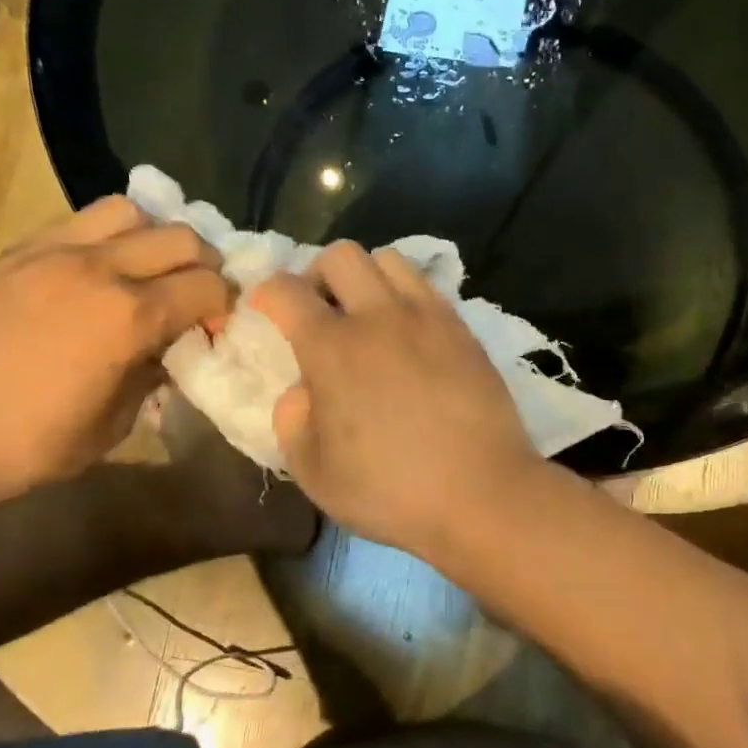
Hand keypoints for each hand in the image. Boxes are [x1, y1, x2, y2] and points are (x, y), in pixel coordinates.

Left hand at [0, 198, 229, 507]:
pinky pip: (78, 223)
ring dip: (154, 237)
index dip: (225, 307)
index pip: (208, 287)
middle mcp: (99, 270)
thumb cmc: (26, 445)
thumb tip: (169, 350)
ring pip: (129, 211)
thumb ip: (152, 376)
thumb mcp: (113, 425)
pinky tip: (98, 271)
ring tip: (147, 270)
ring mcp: (53, 253)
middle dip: (204, 264)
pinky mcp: (16, 253)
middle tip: (196, 295)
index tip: (216, 329)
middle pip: (181, 236)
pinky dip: (107, 237)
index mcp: (130, 317)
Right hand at [250, 242, 546, 556]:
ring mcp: (428, 317)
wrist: (482, 493)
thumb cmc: (390, 490)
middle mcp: (379, 316)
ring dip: (366, 278)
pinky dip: (406, 296)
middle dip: (317, 274)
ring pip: (389, 259)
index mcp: (332, 348)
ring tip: (367, 317)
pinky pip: (427, 287)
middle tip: (319, 312)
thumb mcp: (313, 471)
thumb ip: (292, 419)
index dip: (265, 294)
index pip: (285, 290)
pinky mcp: (464, 329)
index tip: (265, 312)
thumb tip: (303, 389)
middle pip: (340, 254)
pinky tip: (409, 335)